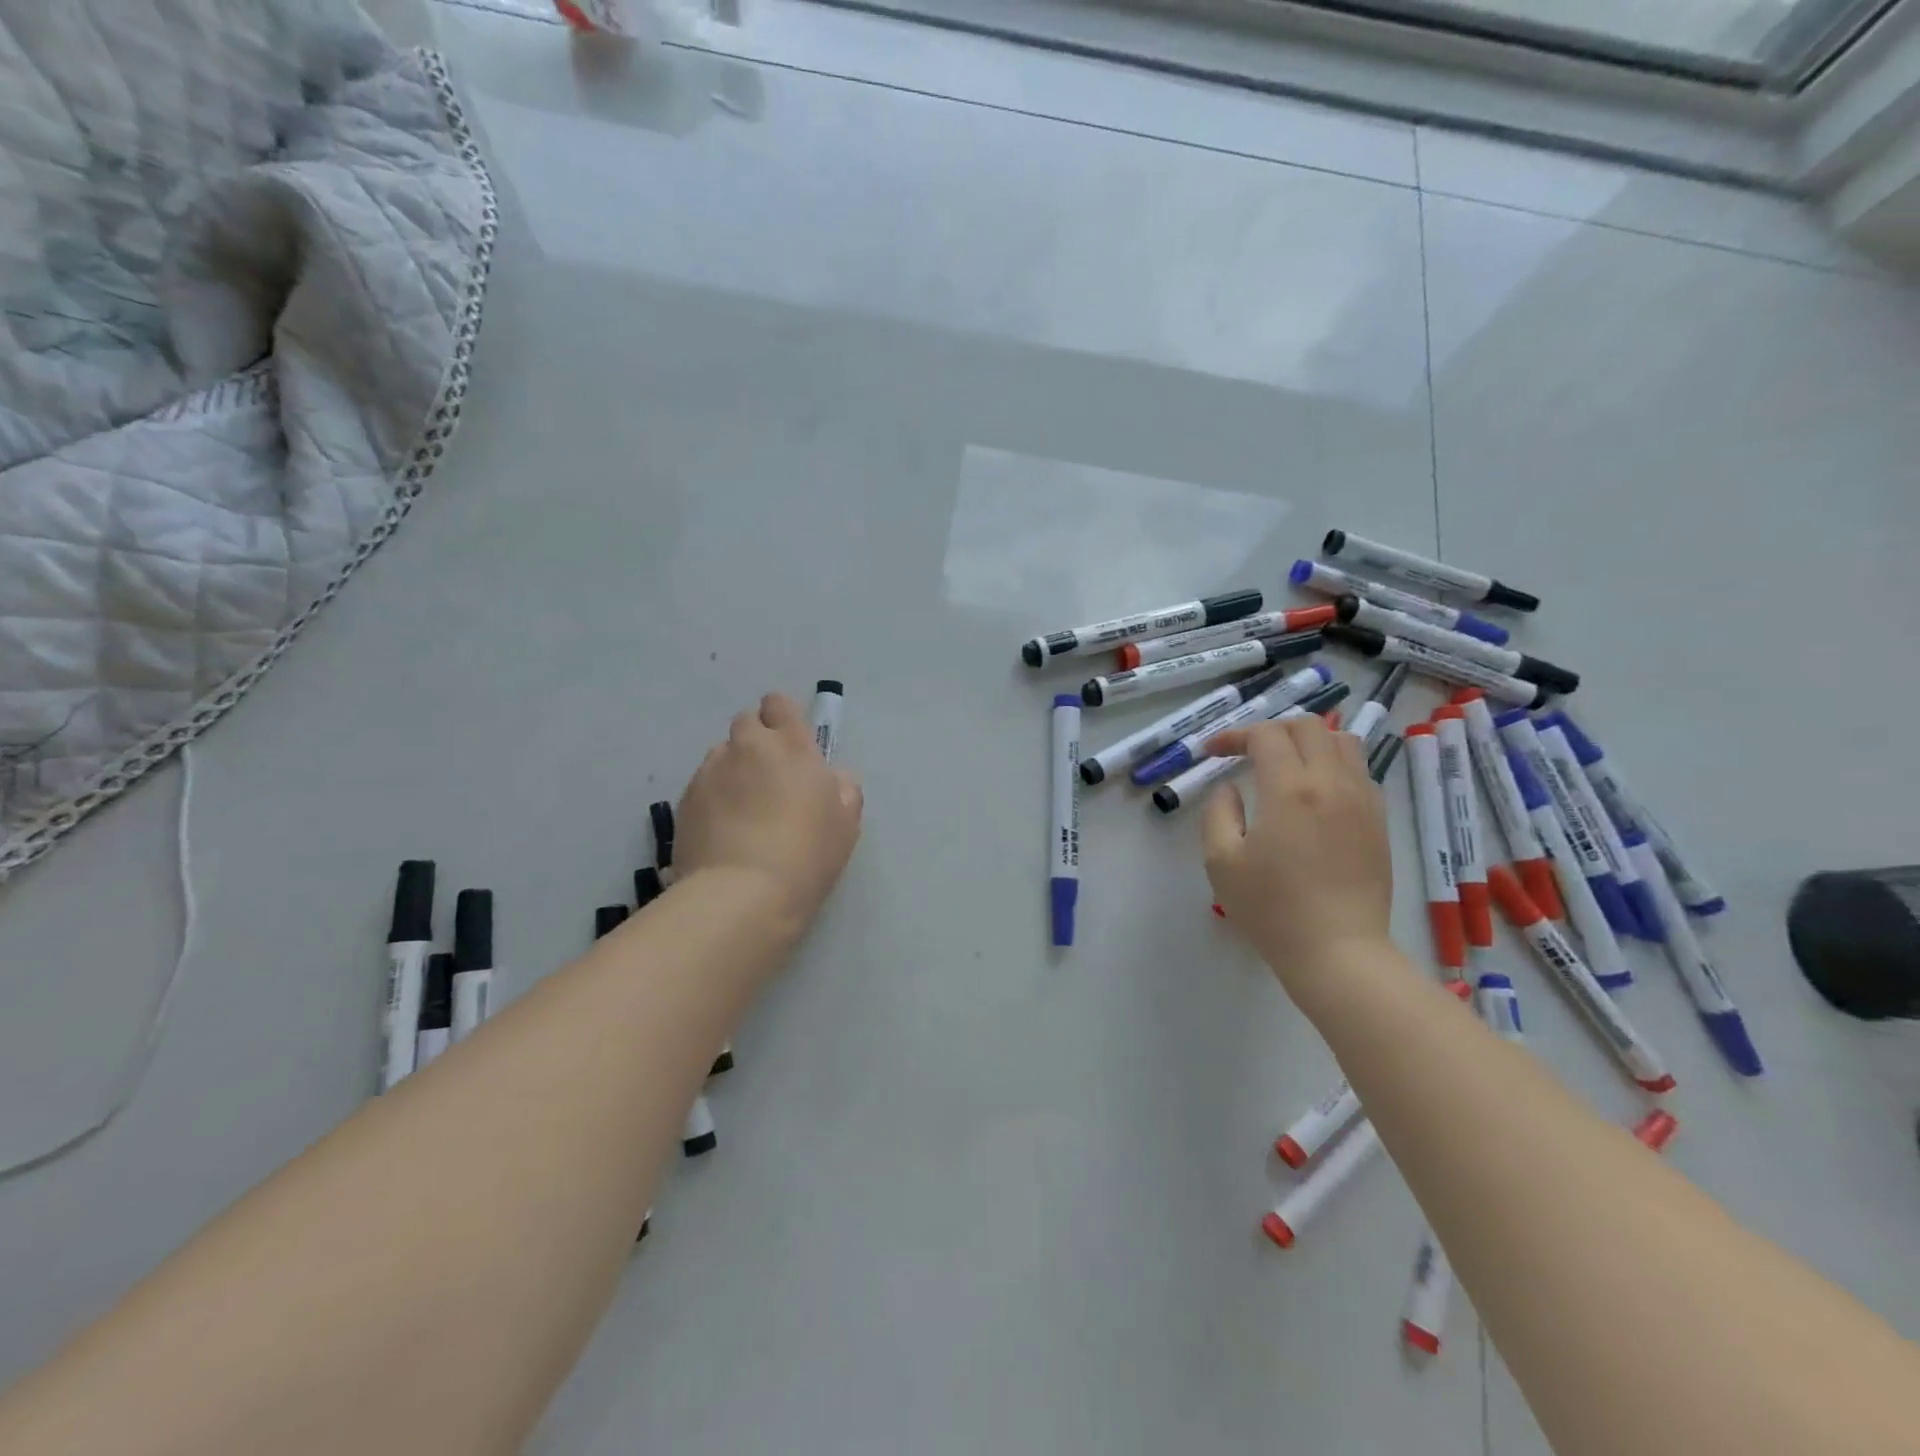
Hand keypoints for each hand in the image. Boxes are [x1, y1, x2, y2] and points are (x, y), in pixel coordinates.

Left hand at [677, 693, 863, 939]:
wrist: (742, 894)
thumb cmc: (807, 854)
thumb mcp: (846, 823)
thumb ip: (843, 788)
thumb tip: (834, 777)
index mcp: (790, 746)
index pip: (779, 704)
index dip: (783, 718)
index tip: (791, 743)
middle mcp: (747, 748)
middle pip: (747, 723)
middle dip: (757, 741)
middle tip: (770, 778)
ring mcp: (711, 772)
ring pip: (722, 754)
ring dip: (734, 768)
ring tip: (743, 809)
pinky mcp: (684, 800)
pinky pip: (703, 784)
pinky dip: (714, 797)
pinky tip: (723, 830)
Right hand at [1200, 715, 1392, 997]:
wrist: (1338, 951)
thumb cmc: (1271, 908)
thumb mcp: (1221, 861)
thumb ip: (1218, 812)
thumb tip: (1231, 788)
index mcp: (1290, 789)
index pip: (1265, 735)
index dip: (1234, 735)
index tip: (1213, 752)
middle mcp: (1332, 783)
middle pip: (1308, 727)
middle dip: (1271, 730)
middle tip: (1246, 752)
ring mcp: (1362, 800)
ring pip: (1343, 742)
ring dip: (1309, 741)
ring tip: (1285, 763)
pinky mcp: (1378, 821)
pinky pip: (1360, 771)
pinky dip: (1333, 764)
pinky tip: (1314, 791)